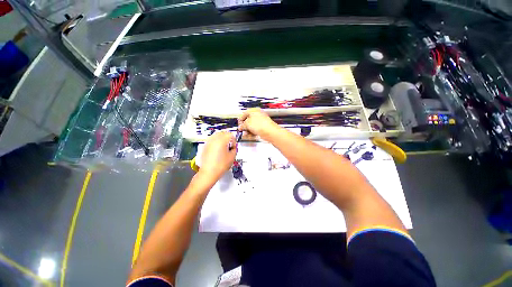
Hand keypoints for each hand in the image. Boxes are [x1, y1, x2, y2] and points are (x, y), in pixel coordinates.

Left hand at [198, 131, 236, 183]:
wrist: (209, 173)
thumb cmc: (221, 165)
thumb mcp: (232, 157)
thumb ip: (234, 149)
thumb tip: (233, 147)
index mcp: (222, 140)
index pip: (230, 134)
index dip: (233, 140)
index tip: (233, 145)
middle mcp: (214, 139)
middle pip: (222, 133)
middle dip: (227, 137)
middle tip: (229, 145)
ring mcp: (208, 142)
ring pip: (216, 135)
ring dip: (221, 139)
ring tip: (223, 147)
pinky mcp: (205, 146)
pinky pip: (211, 140)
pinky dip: (215, 142)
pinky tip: (217, 149)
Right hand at [238, 108, 279, 139]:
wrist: (270, 132)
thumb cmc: (260, 125)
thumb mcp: (247, 124)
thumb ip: (242, 125)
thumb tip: (241, 127)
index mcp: (254, 110)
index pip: (245, 113)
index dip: (241, 119)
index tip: (239, 124)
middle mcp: (258, 115)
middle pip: (249, 120)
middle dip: (244, 126)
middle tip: (241, 130)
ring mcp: (261, 122)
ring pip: (252, 126)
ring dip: (248, 130)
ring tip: (245, 134)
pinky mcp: (263, 128)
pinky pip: (256, 130)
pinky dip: (252, 133)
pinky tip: (250, 136)